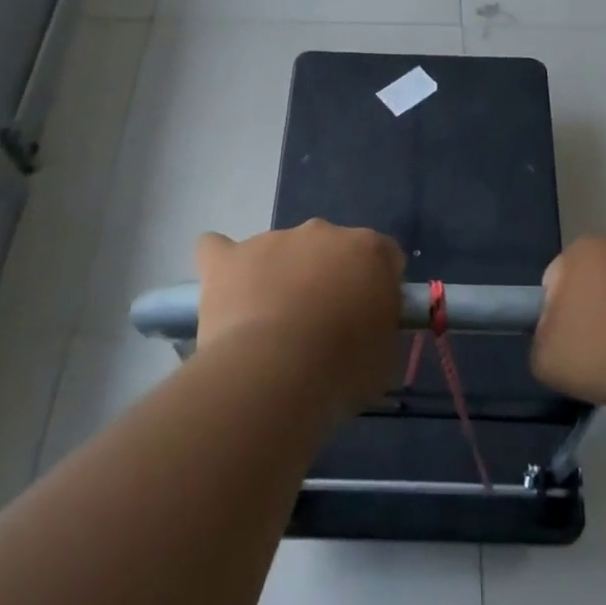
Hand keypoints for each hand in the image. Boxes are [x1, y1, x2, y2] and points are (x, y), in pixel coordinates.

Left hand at [195, 220, 403, 415]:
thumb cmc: (343, 368)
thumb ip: (382, 326)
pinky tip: (224, 291)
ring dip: (279, 277)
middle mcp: (322, 232)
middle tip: (320, 327)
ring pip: (278, 251)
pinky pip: (218, 250)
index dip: (377, 286)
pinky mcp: (228, 258)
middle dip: (326, 278)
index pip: (383, 256)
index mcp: (368, 250)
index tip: (369, 318)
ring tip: (269, 329)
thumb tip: (370, 325)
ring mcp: (271, 240)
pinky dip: (223, 266)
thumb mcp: (387, 355)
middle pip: (329, 249)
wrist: (276, 373)